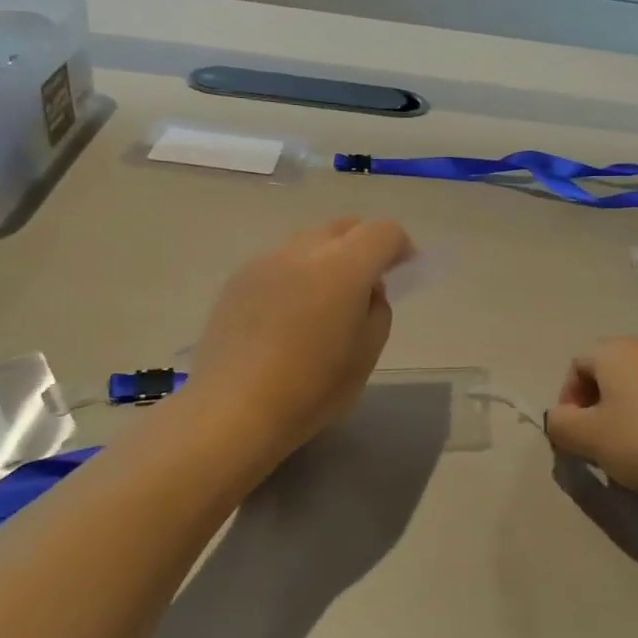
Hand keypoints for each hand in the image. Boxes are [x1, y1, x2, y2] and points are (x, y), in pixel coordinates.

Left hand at [183, 217, 412, 464]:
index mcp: (344, 267)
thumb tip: (366, 289)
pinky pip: (279, 262)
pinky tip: (287, 314)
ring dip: (327, 259)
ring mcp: (266, 261)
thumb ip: (378, 309)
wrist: (233, 409)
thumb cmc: (312, 388)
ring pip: (309, 242)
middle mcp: (304, 251)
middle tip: (367, 283)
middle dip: (364, 246)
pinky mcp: (238, 279)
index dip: (400, 246)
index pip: (383, 232)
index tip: (404, 271)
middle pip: (345, 227)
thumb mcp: (367, 353)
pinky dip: (295, 275)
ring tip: (324, 300)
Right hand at [545, 338, 637, 508]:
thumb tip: (559, 418)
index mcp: (616, 351)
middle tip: (595, 439)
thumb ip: (559, 424)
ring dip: (623, 410)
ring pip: (637, 383)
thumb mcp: (587, 438)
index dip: (567, 398)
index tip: (572, 433)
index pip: (577, 364)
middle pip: (608, 370)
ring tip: (626, 447)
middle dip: (594, 402)